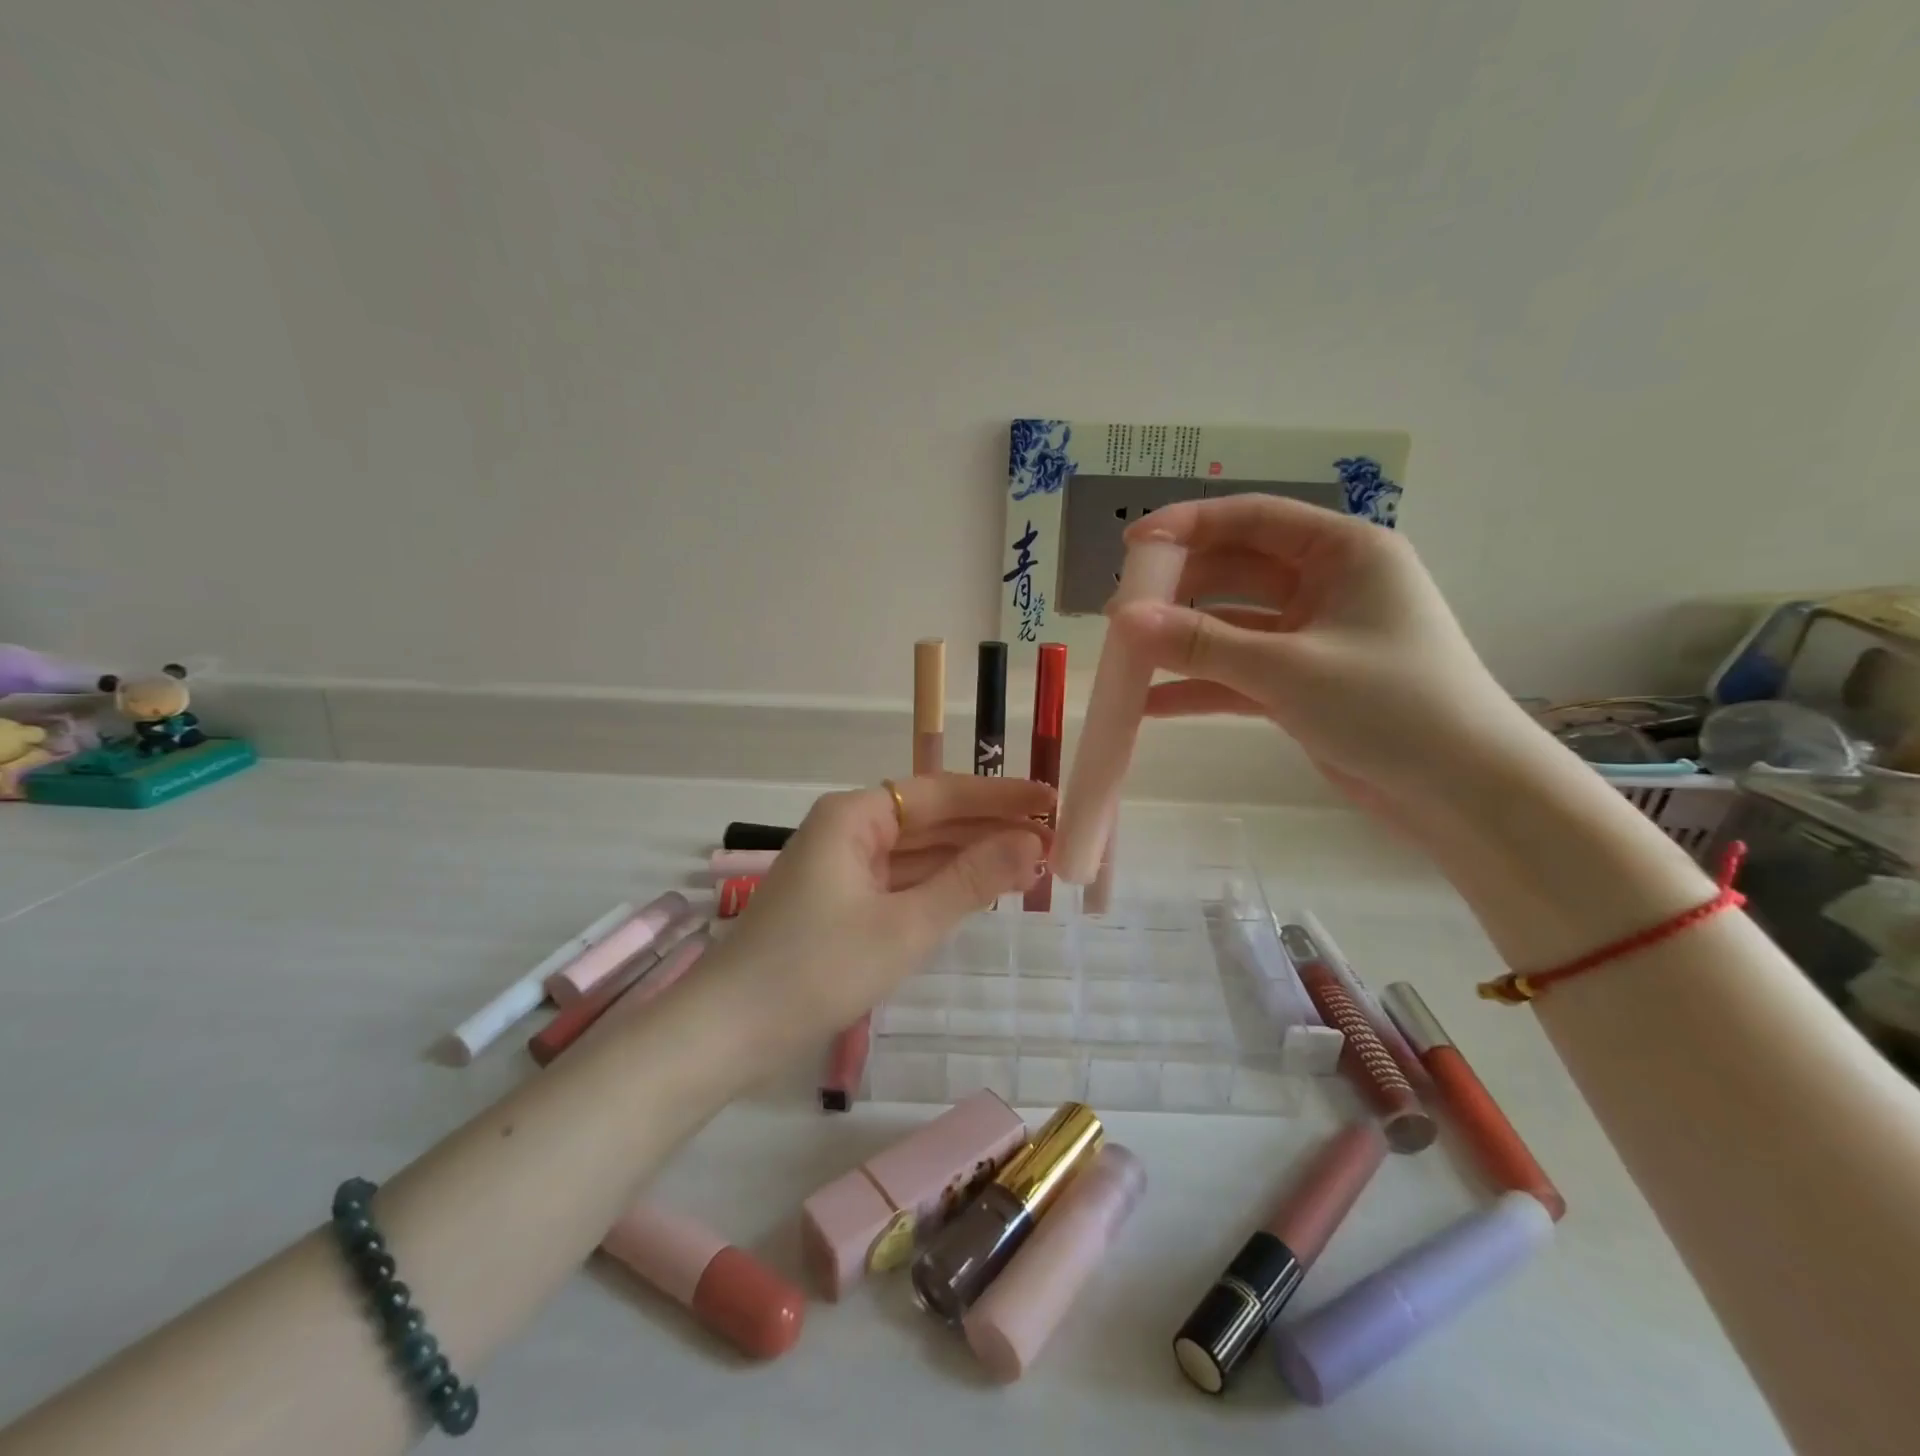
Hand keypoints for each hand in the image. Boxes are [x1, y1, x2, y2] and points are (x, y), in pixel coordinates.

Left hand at [716, 774, 1051, 1039]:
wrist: (727, 1033)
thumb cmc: (816, 970)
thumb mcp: (904, 926)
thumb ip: (970, 881)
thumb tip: (1032, 842)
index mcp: (855, 815)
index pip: (941, 793)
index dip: (1000, 797)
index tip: (1051, 801)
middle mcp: (848, 828)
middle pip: (930, 818)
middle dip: (989, 828)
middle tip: (1053, 839)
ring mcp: (842, 866)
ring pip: (917, 851)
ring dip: (969, 857)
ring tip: (1031, 864)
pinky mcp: (840, 901)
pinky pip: (901, 879)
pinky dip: (940, 884)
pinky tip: (980, 890)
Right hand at [1106, 495, 1533, 825]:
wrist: (1462, 793)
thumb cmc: (1390, 706)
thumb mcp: (1287, 669)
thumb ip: (1201, 643)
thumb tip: (1123, 620)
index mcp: (1343, 552)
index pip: (1253, 518)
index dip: (1188, 524)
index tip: (1131, 546)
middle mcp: (1327, 585)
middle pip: (1235, 570)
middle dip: (1177, 590)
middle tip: (1120, 615)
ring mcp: (1313, 636)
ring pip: (1232, 625)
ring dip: (1182, 641)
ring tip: (1126, 657)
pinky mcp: (1303, 683)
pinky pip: (1240, 672)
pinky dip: (1201, 685)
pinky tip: (1152, 704)